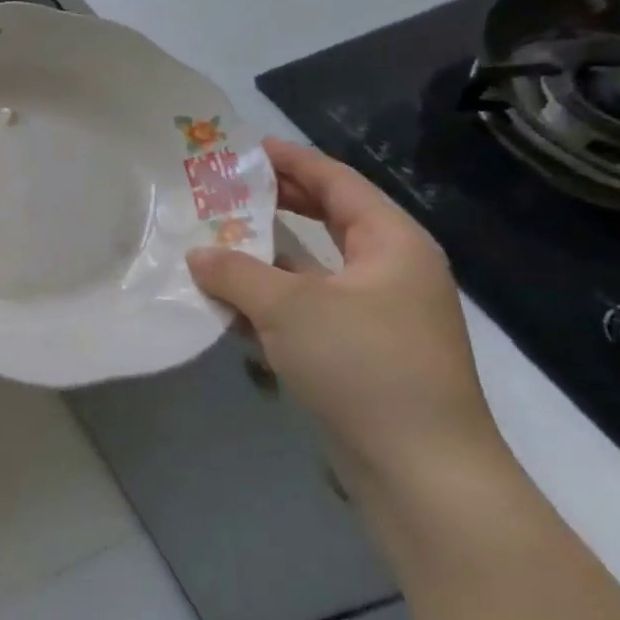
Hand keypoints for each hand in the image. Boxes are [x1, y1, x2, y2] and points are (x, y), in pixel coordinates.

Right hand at [186, 138, 503, 485]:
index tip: (245, 148)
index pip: (337, 182)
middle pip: (327, 220)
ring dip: (264, 258)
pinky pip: (308, 310)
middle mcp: (389, 271)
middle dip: (275, 205)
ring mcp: (377, 315)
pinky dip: (271, 302)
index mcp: (391, 244)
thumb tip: (198, 256)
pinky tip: (228, 306)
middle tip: (222, 191)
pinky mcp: (360, 353)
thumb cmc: (363, 365)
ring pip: (312, 269)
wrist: (421, 471)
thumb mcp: (289, 308)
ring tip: (211, 243)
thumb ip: (236, 272)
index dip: (291, 160)